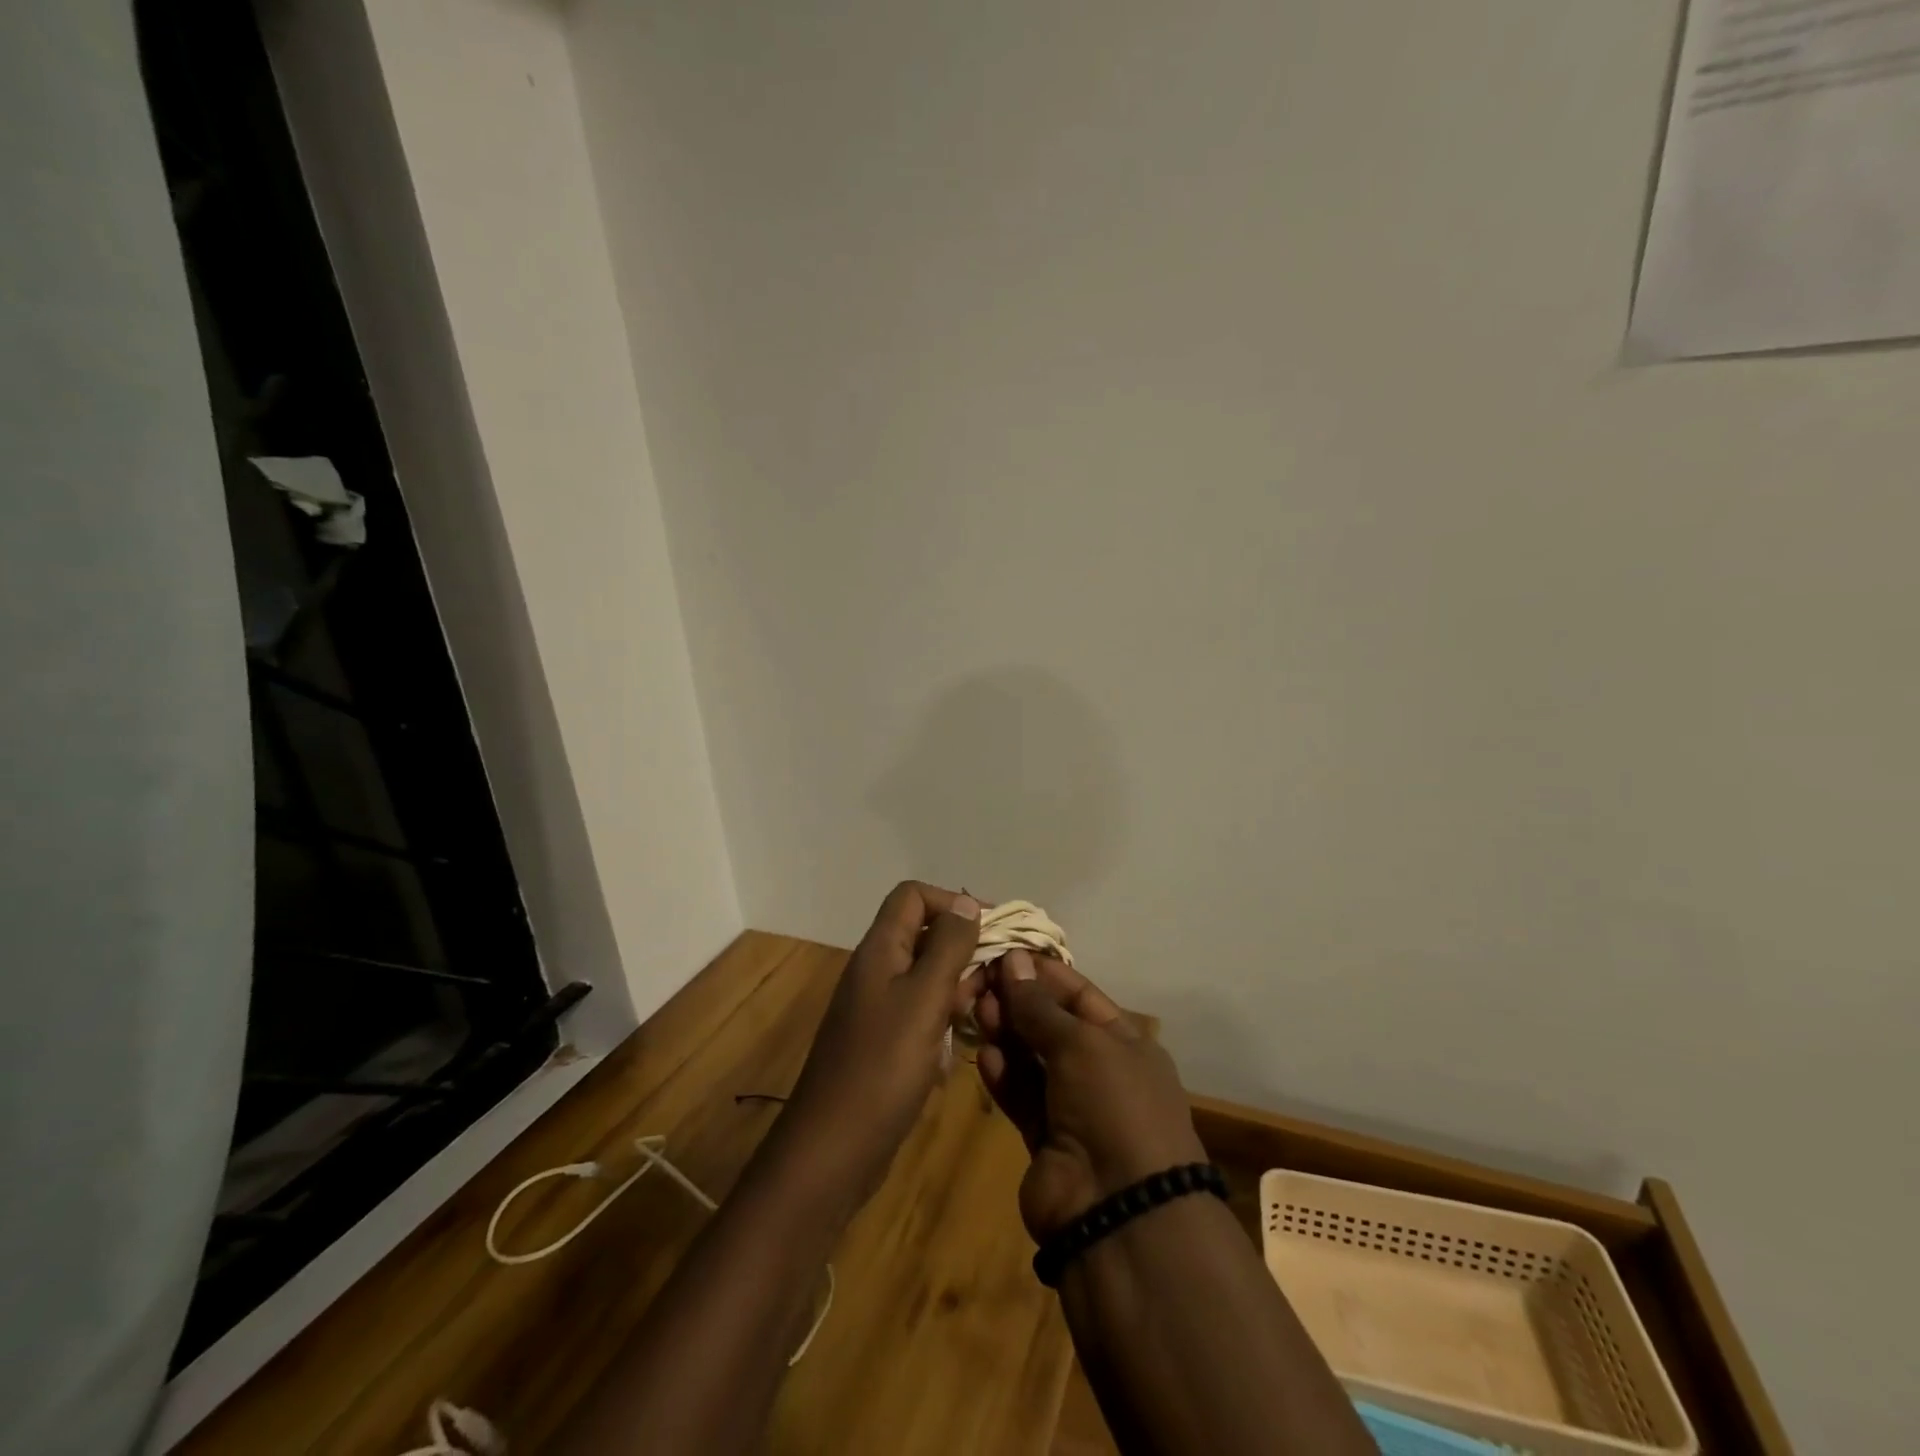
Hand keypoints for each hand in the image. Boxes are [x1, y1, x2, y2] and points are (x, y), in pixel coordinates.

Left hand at [781, 882, 982, 1204]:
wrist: (833, 1149)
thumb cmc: (882, 1066)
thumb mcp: (923, 999)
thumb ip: (947, 947)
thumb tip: (964, 902)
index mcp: (880, 949)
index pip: (913, 896)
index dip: (952, 902)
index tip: (993, 928)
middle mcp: (877, 970)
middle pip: (924, 935)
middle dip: (964, 948)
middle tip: (999, 977)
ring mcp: (878, 1008)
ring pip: (926, 977)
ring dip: (958, 987)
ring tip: (984, 1012)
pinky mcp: (884, 1042)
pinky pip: (921, 1014)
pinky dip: (944, 1021)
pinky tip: (960, 1047)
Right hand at [976, 951, 1207, 1242]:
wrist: (1121, 1213)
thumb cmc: (1114, 1105)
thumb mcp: (1081, 1044)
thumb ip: (1040, 1006)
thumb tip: (1013, 959)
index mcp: (1125, 1041)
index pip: (1078, 994)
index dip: (1042, 973)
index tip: (1003, 953)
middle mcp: (1100, 1071)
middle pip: (1051, 1025)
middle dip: (1018, 1002)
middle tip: (978, 981)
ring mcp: (1072, 1107)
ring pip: (1032, 1059)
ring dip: (1006, 1034)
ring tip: (976, 1010)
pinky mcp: (1045, 1139)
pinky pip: (1021, 1095)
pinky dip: (1003, 1074)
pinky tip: (984, 1055)